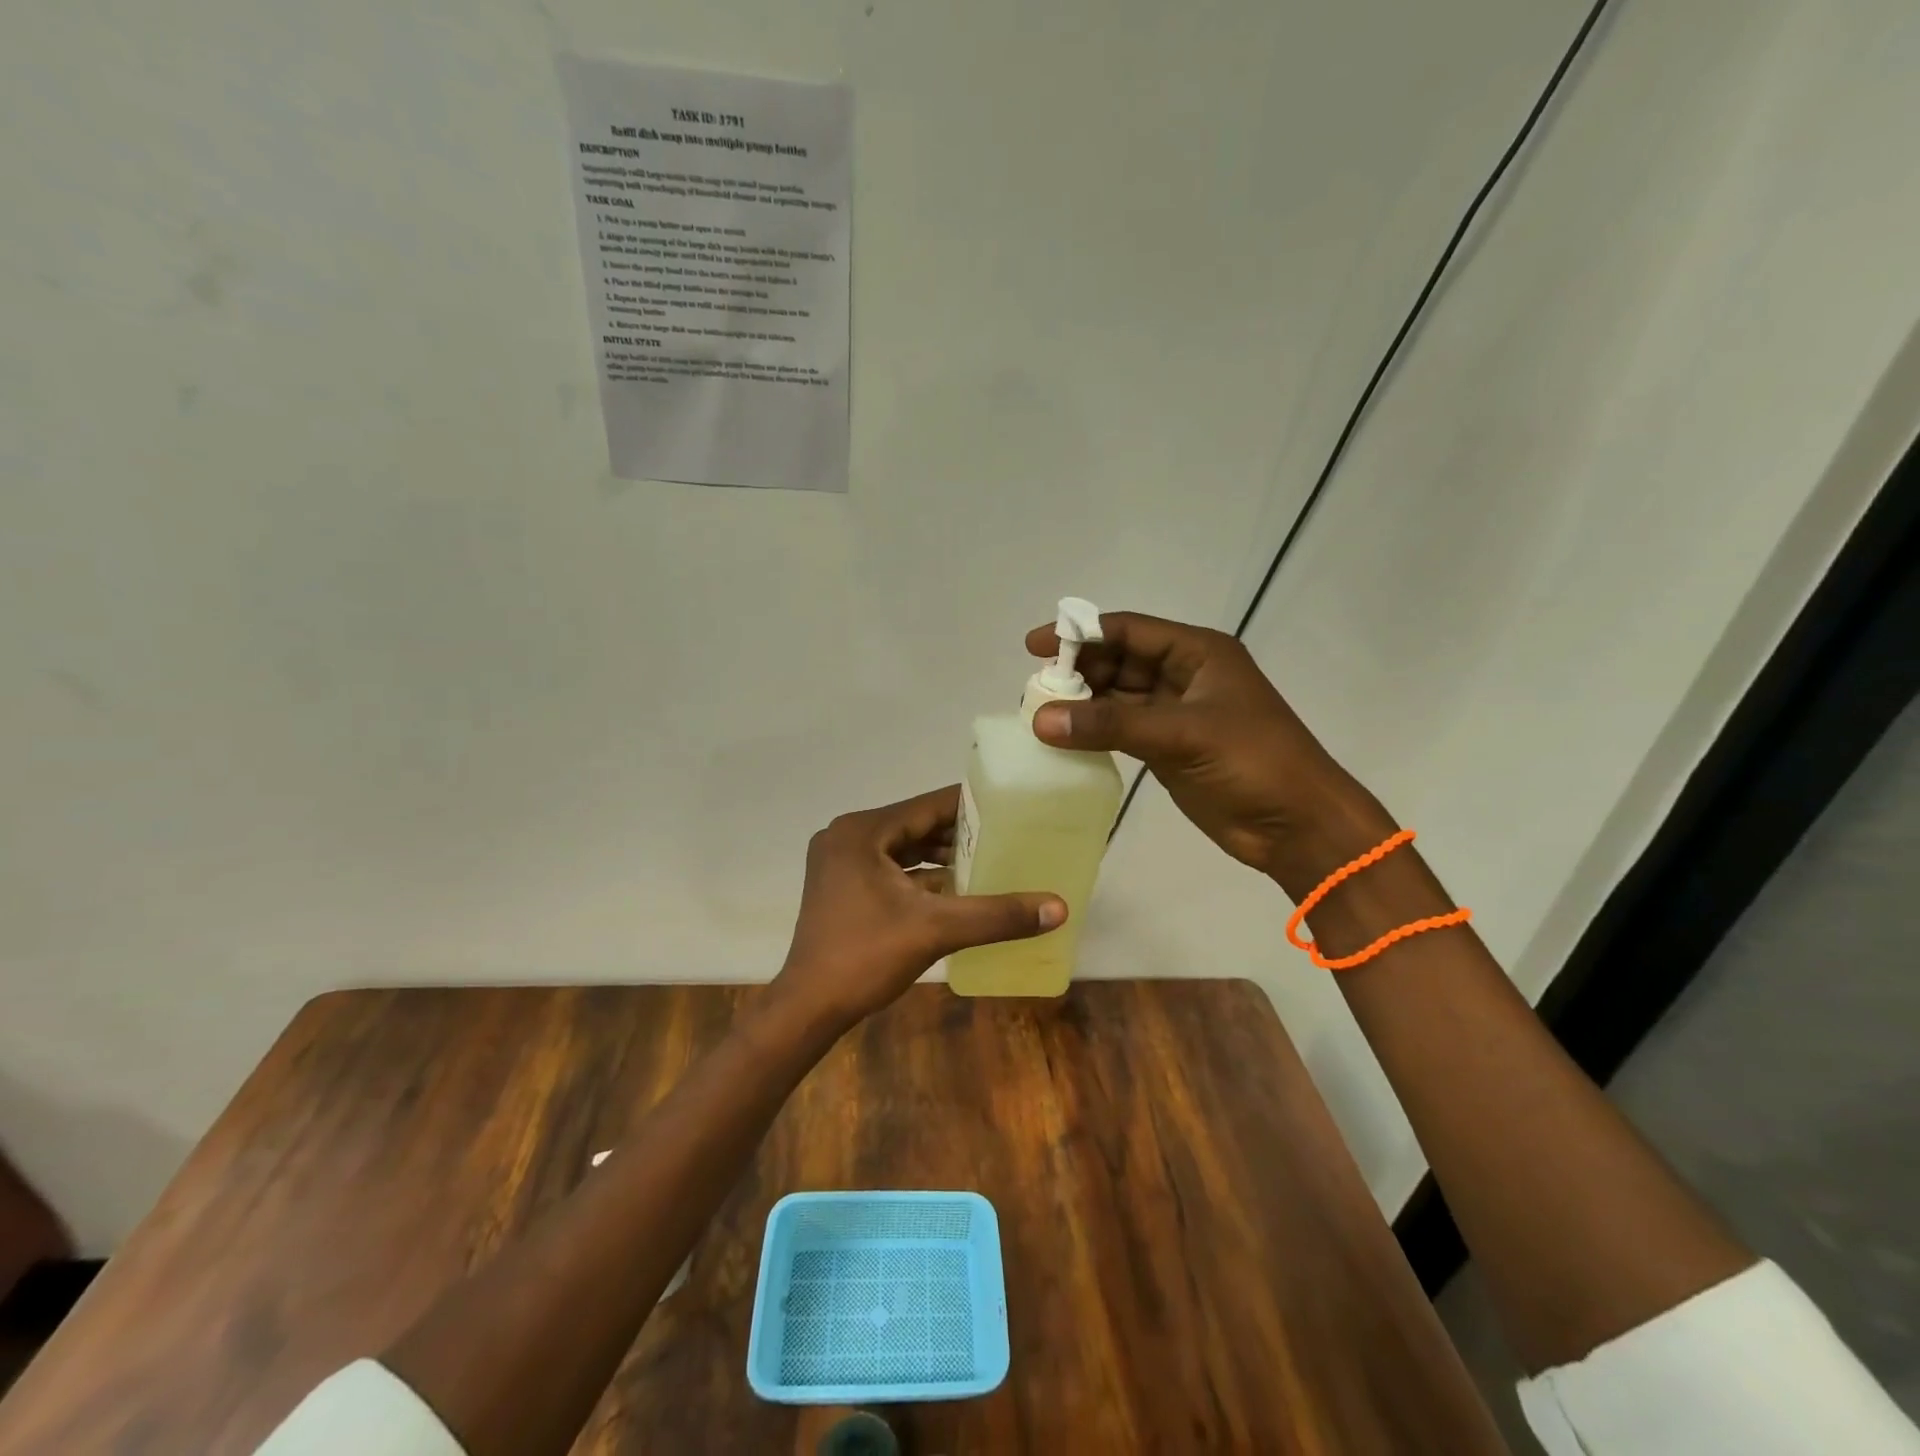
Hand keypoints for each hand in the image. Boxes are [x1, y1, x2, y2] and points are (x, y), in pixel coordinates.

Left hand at [773, 786, 1066, 1027]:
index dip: (970, 806)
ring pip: (902, 849)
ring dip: (940, 857)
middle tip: (1005, 838)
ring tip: (987, 861)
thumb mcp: (936, 930)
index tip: (1009, 809)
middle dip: (958, 834)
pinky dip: (919, 877)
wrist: (808, 1007)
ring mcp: (839, 862)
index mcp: (862, 831)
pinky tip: (955, 889)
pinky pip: (889, 869)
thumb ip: (996, 914)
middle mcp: (846, 836)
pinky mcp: (840, 886)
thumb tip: (1058, 907)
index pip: (928, 806)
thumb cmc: (865, 957)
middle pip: (915, 825)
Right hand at [1026, 612, 1392, 895]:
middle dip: (1078, 670)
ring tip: (1038, 713)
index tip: (1034, 647)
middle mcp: (1184, 675)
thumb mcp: (1182, 734)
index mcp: (1198, 653)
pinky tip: (1063, 739)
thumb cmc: (1252, 763)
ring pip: (1117, 697)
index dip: (1081, 633)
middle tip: (1032, 689)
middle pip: (1118, 661)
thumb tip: (1041, 720)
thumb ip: (1111, 724)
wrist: (1297, 825)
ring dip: (1082, 703)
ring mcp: (1175, 713)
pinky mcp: (1168, 748)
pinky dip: (1094, 732)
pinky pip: (1121, 730)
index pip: (1128, 630)